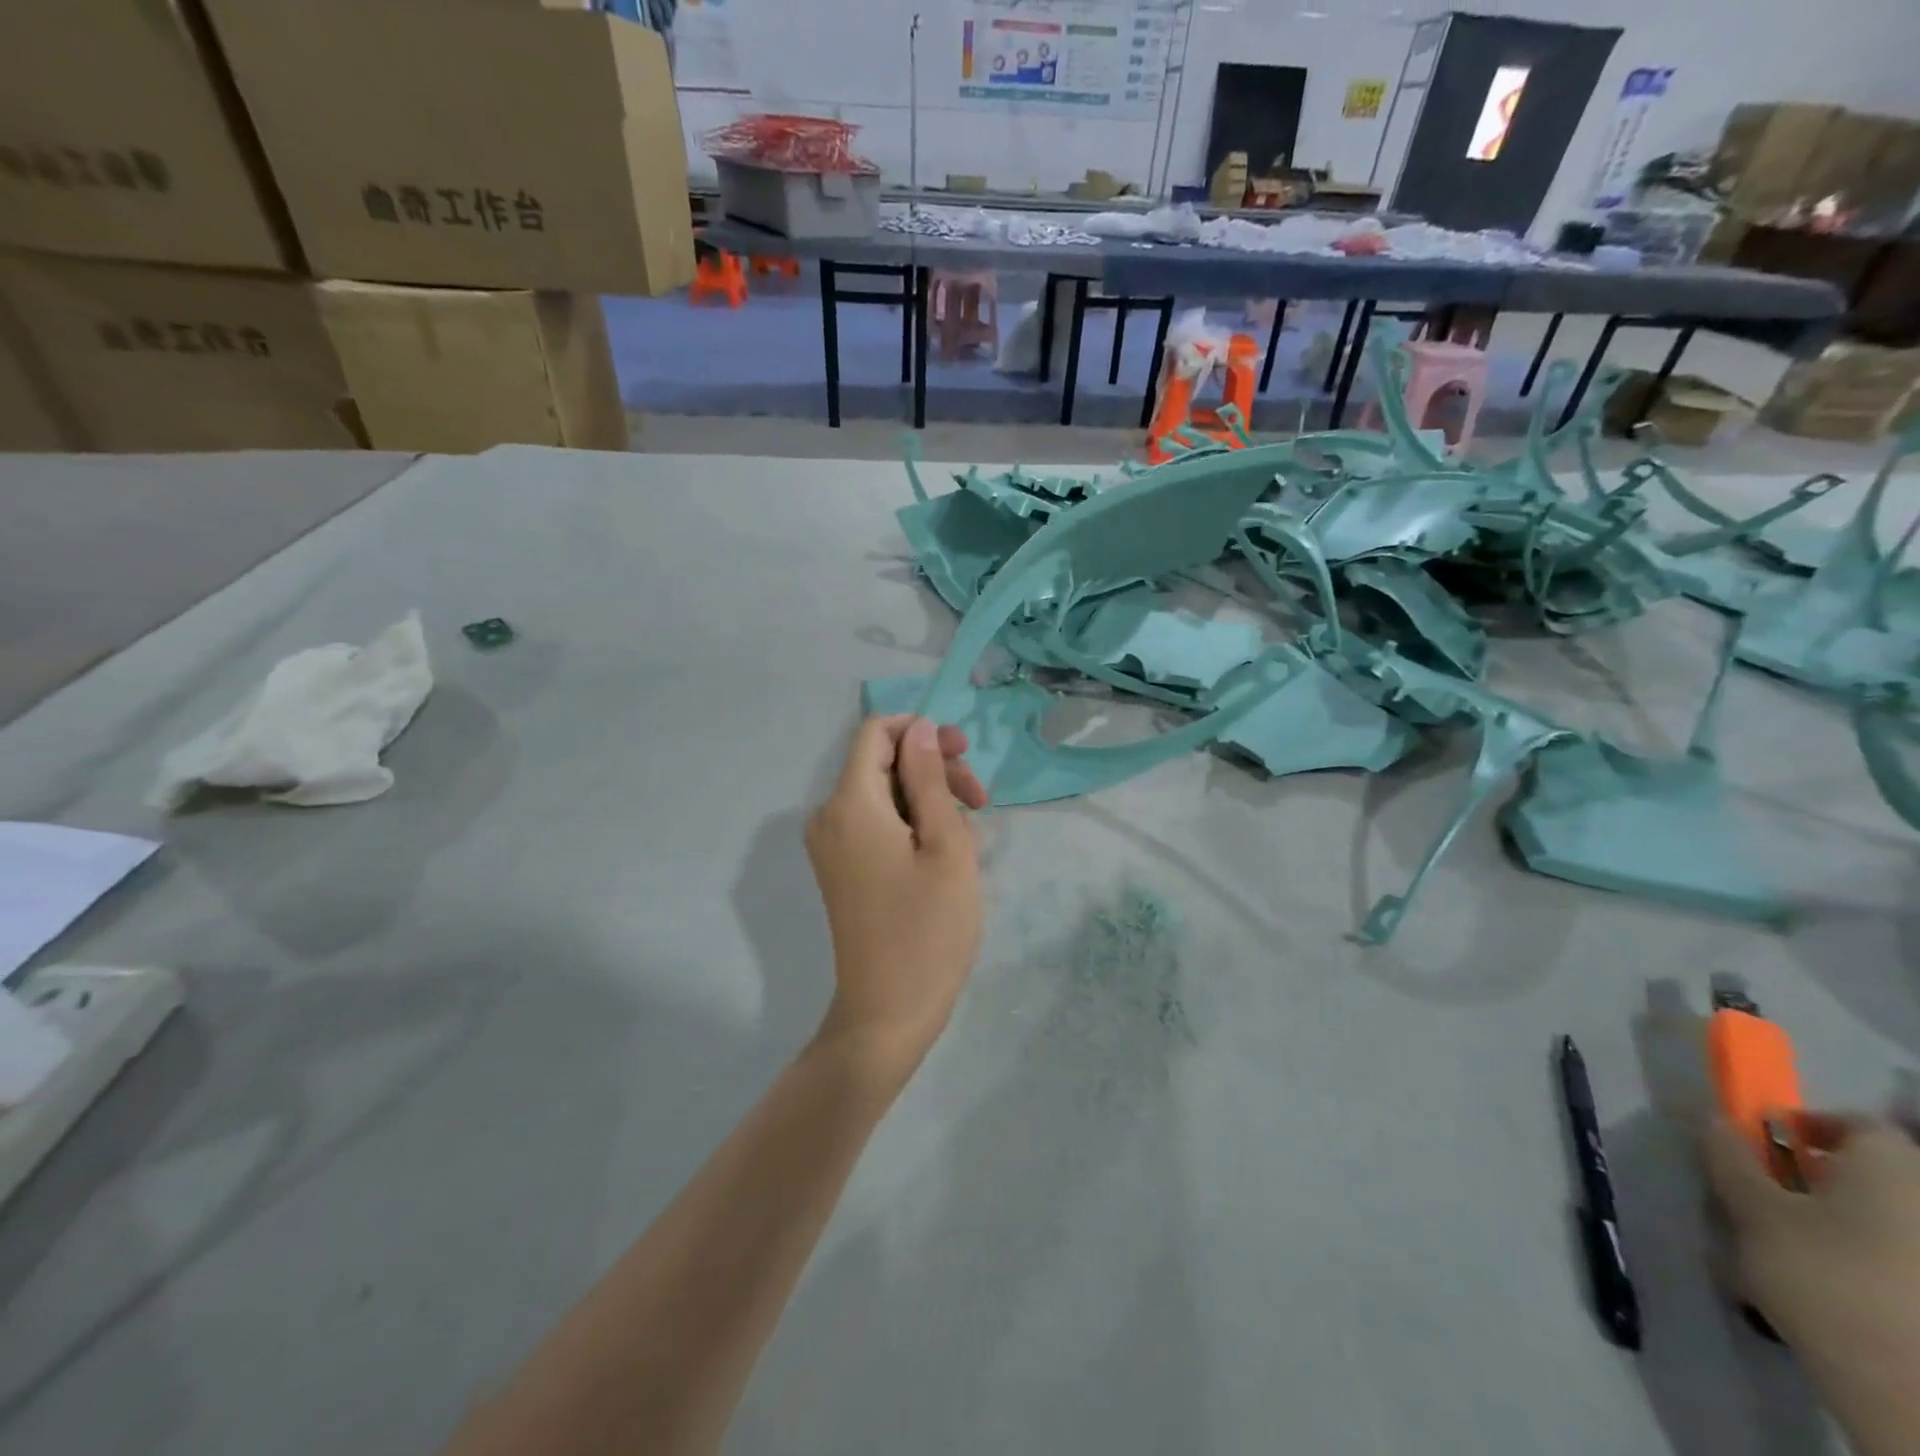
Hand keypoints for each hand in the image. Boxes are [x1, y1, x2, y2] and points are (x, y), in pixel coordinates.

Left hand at [805, 716, 986, 1085]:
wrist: (887, 1013)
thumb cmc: (927, 929)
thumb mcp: (946, 846)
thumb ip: (930, 779)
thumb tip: (920, 729)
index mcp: (849, 803)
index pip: (876, 732)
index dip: (921, 732)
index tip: (964, 755)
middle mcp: (828, 816)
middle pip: (881, 763)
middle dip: (932, 768)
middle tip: (980, 801)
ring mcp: (831, 846)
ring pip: (883, 794)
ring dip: (928, 800)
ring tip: (969, 836)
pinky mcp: (841, 869)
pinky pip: (876, 824)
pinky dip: (911, 825)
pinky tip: (944, 855)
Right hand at [1703, 1112, 1919, 1453]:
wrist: (1914, 1393)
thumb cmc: (1826, 1277)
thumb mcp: (1753, 1210)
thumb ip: (1730, 1159)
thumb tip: (1714, 1120)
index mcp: (1894, 1168)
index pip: (1858, 1124)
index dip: (1810, 1126)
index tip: (1769, 1146)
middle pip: (1878, 1176)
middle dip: (1829, 1182)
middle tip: (1778, 1200)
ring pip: (1891, 1224)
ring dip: (1848, 1228)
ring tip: (1799, 1255)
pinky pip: (1901, 1266)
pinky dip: (1876, 1269)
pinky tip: (1839, 1295)